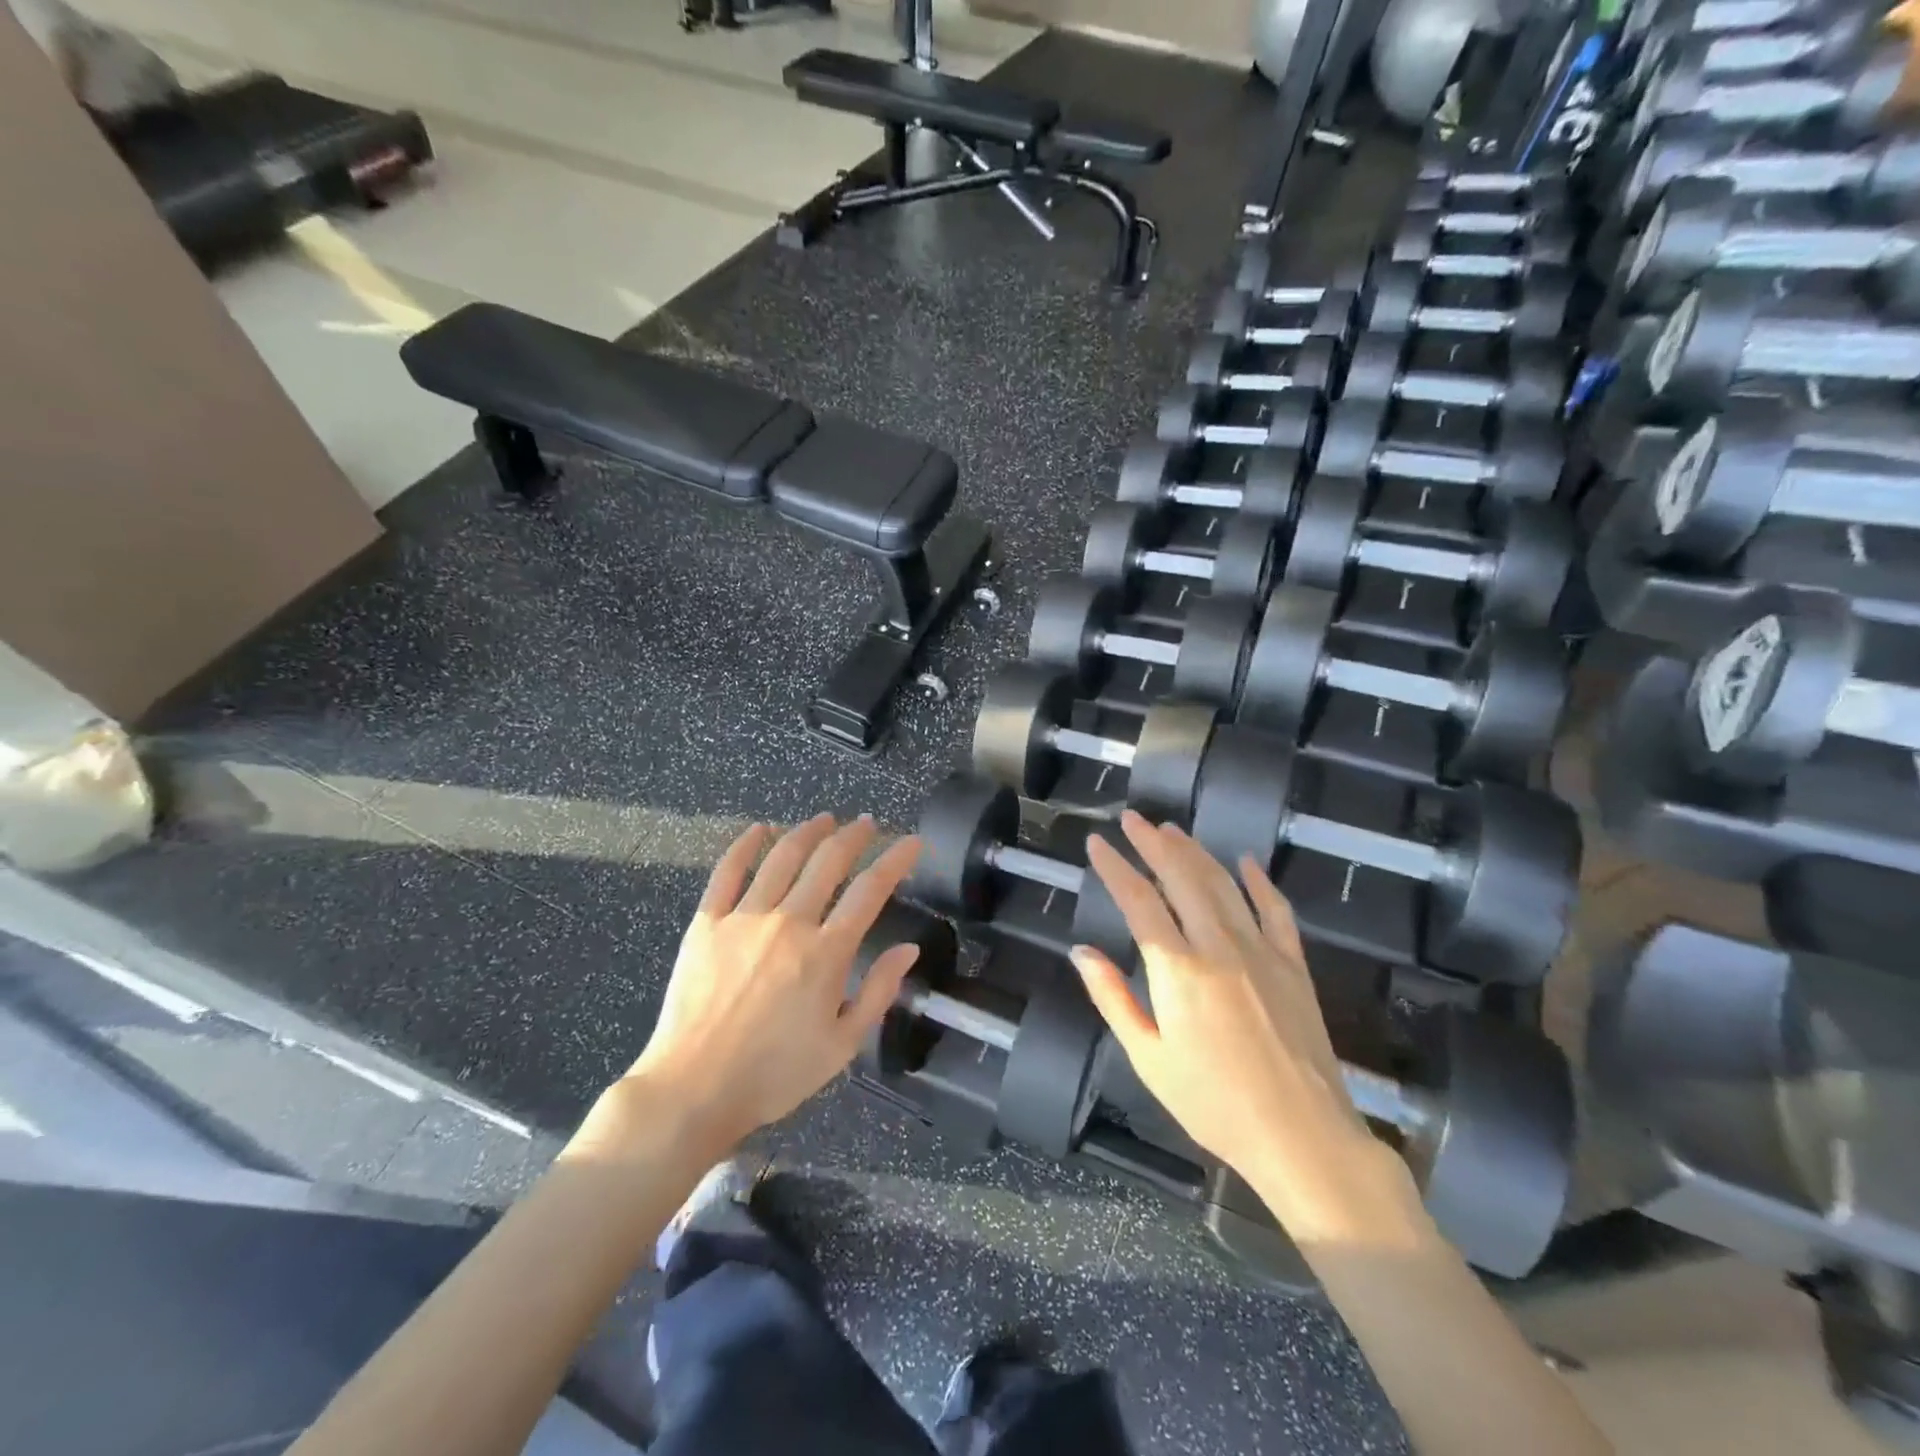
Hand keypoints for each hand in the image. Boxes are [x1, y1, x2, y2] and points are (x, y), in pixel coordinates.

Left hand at [594, 815, 922, 1158]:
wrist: (694, 1090)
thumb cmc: (775, 1074)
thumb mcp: (842, 1044)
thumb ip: (879, 992)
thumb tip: (908, 949)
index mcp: (827, 952)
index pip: (871, 890)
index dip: (896, 859)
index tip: (911, 842)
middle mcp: (789, 922)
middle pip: (828, 861)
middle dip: (853, 836)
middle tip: (866, 823)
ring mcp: (744, 917)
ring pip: (782, 857)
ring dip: (807, 831)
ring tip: (823, 819)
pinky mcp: (706, 923)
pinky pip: (727, 872)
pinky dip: (745, 845)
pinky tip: (759, 829)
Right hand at [1071, 812, 1374, 1192]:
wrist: (1301, 1136)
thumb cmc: (1213, 1103)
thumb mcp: (1147, 1058)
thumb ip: (1112, 998)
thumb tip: (1081, 951)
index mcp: (1177, 970)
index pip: (1139, 901)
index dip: (1115, 867)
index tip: (1097, 842)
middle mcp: (1219, 946)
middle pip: (1181, 878)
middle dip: (1152, 843)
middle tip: (1132, 818)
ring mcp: (1262, 951)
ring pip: (1223, 884)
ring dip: (1195, 852)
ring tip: (1172, 830)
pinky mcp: (1294, 964)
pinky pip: (1276, 910)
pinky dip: (1259, 881)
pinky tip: (1246, 861)